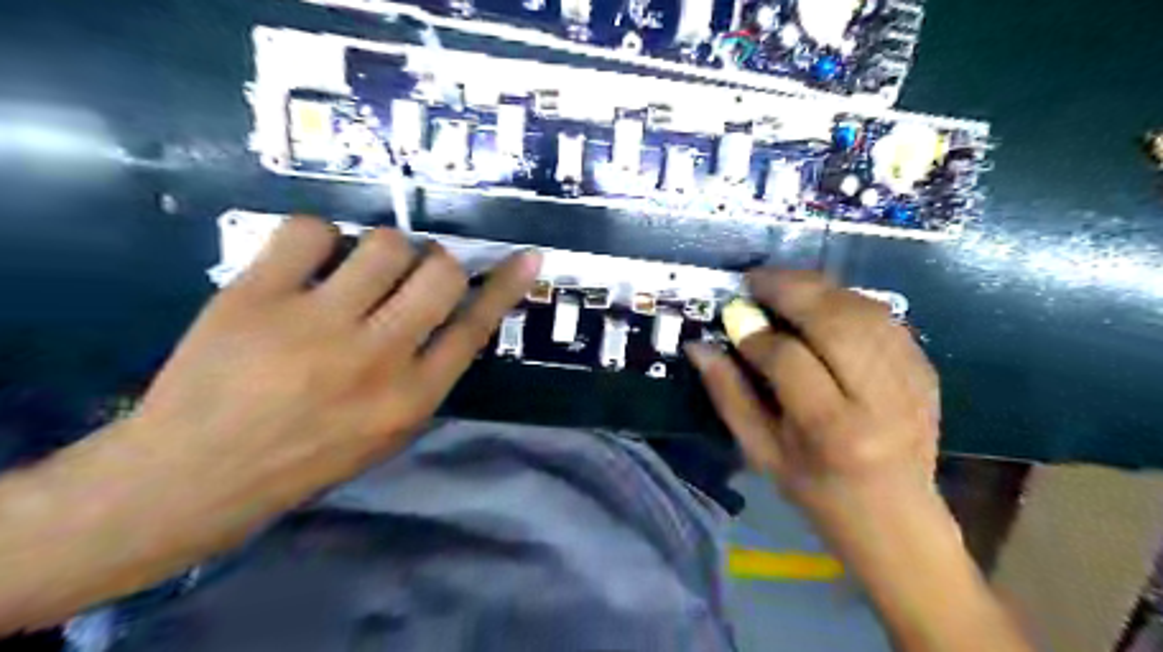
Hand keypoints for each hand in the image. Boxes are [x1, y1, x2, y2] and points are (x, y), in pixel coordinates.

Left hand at [122, 213, 539, 534]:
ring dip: (382, 250)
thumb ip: (429, 373)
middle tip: (409, 275)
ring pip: (384, 243)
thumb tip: (456, 312)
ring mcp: (315, 324)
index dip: (505, 286)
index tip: (529, 257)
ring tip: (356, 271)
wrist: (195, 475)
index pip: (475, 326)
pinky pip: (310, 229)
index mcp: (411, 396)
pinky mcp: (256, 297)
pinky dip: (317, 237)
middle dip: (435, 263)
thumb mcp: (390, 431)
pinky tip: (308, 263)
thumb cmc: (307, 457)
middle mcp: (375, 357)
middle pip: (439, 272)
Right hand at [685, 269, 937, 530]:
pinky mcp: (927, 371)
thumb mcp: (760, 452)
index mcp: (832, 431)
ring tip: (784, 284)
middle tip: (757, 279)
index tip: (733, 320)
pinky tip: (823, 303)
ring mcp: (912, 382)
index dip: (756, 334)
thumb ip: (728, 395)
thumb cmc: (816, 490)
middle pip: (836, 322)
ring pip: (865, 311)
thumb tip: (699, 346)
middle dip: (791, 290)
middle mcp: (879, 400)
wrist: (895, 516)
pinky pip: (886, 319)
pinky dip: (849, 302)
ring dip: (820, 289)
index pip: (790, 359)